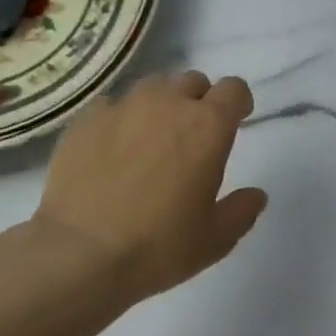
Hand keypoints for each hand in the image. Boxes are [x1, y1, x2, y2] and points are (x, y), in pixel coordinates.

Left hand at [30, 71, 268, 306]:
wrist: (79, 254)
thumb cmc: (158, 246)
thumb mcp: (215, 239)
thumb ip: (242, 210)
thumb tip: (256, 195)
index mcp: (208, 125)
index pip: (233, 89)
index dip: (238, 102)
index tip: (236, 120)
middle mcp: (168, 103)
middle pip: (193, 81)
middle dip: (198, 101)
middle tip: (192, 135)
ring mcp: (124, 106)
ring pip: (153, 87)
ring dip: (161, 104)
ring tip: (151, 137)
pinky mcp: (86, 119)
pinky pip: (112, 104)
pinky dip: (120, 118)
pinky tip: (112, 148)